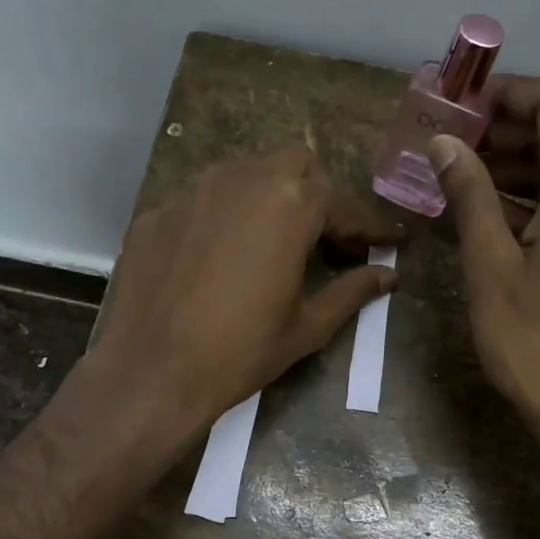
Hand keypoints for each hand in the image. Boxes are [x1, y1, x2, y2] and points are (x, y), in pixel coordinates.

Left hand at [89, 146, 405, 430]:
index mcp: (289, 205)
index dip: (369, 226)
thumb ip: (351, 292)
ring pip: (244, 173)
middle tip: (325, 238)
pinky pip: (202, 200)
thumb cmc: (240, 353)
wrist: (150, 373)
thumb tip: (387, 275)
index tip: (388, 241)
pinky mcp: (157, 212)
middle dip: (318, 194)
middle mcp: (241, 180)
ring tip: (272, 241)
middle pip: (295, 165)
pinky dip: (224, 217)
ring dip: (269, 197)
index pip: (342, 204)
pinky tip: (219, 257)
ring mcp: (192, 192)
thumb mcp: (306, 327)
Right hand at [429, 78, 539, 439]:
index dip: (508, 93)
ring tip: (462, 182)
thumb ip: (470, 194)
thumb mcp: (490, 263)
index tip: (462, 105)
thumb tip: (445, 143)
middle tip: (451, 146)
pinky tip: (495, 220)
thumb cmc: (534, 337)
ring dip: (520, 170)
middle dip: (507, 134)